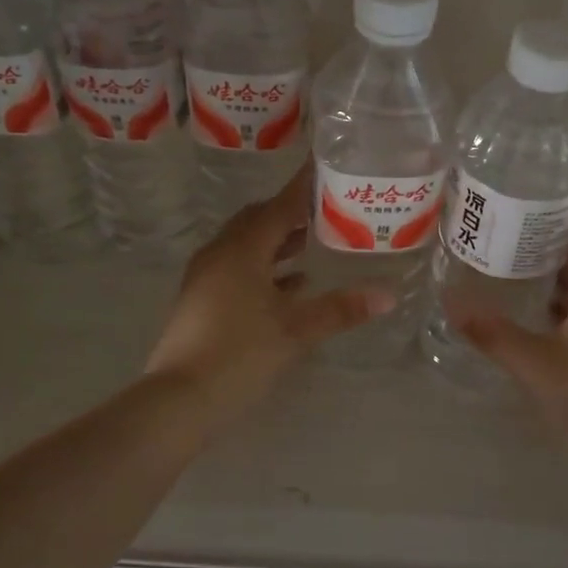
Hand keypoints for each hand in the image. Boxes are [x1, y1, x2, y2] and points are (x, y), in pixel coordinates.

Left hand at [146, 170, 393, 413]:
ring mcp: (206, 277)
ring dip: (276, 241)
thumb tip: (388, 295)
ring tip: (312, 241)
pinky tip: (291, 285)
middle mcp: (220, 253)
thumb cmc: (240, 354)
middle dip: (290, 212)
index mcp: (242, 249)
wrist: (179, 400)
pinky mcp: (201, 300)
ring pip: (246, 245)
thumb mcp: (296, 331)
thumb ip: (340, 309)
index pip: (279, 206)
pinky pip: (237, 268)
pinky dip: (264, 268)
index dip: (304, 187)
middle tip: (325, 207)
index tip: (325, 166)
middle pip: (258, 220)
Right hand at [457, 230, 567, 457]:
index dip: (551, 226)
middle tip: (501, 254)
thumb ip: (492, 333)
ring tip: (513, 285)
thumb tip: (450, 299)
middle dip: (544, 256)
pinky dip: (567, 312)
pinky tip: (540, 329)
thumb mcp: (536, 366)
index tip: (514, 223)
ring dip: (555, 286)